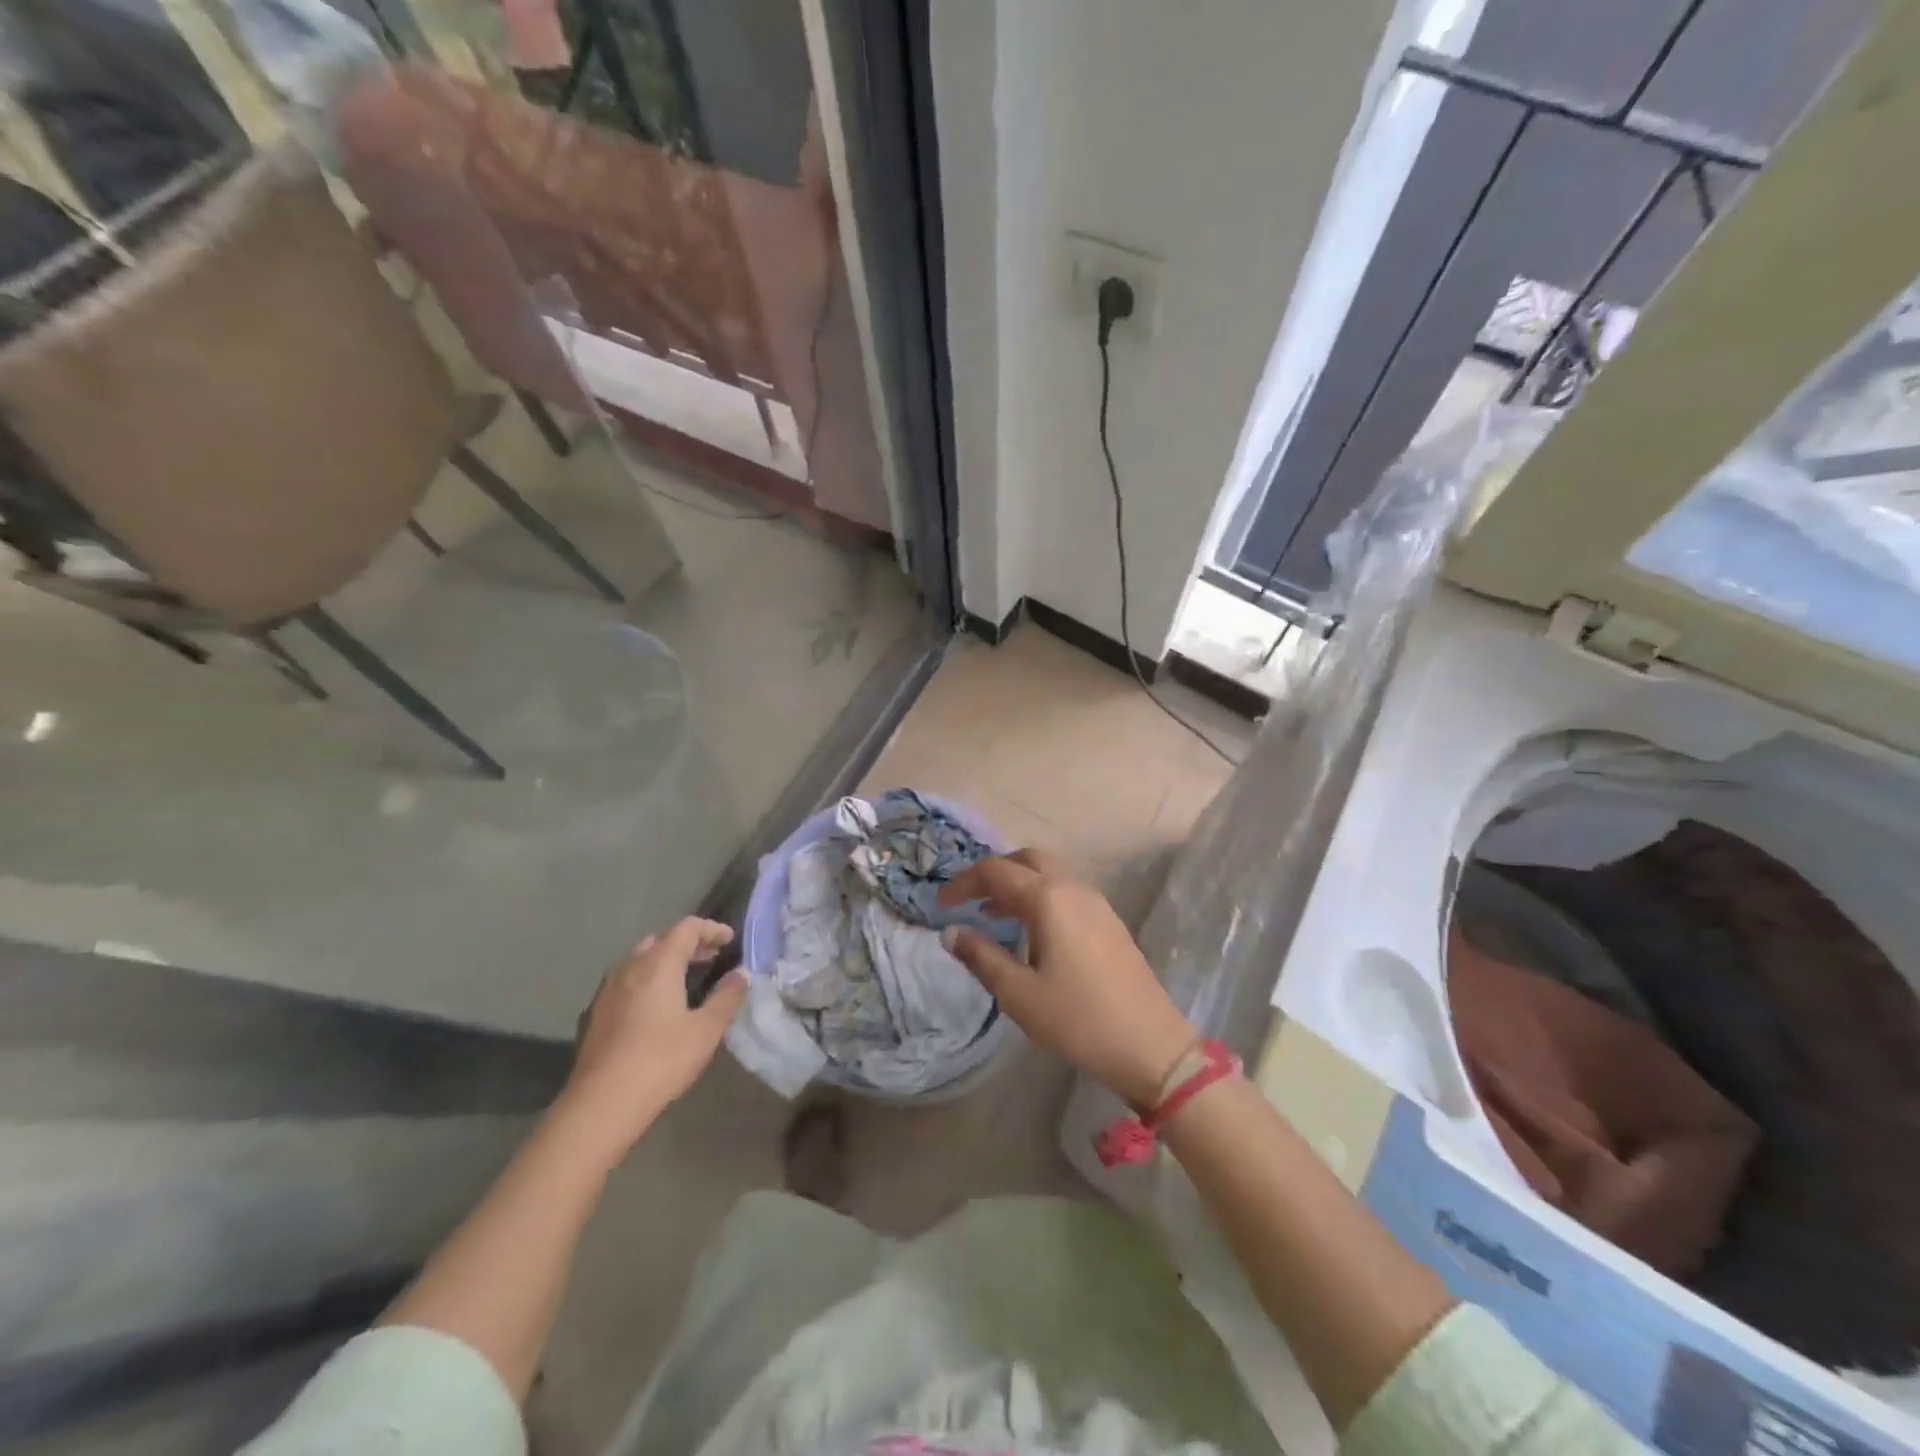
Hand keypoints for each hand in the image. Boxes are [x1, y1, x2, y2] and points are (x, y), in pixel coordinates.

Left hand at [559, 918, 745, 1157]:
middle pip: (662, 941)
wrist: (599, 1105)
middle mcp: (629, 967)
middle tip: (712, 959)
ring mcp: (607, 990)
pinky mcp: (594, 1014)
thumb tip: (742, 973)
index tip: (730, 940)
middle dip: (689, 945)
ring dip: (665, 963)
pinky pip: (626, 984)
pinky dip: (646, 983)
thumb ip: (727, 997)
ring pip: (640, 961)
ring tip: (686, 981)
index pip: (688, 928)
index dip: (712, 929)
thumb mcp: (706, 1030)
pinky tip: (655, 1008)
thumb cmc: (660, 1061)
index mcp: (658, 963)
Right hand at [938, 850, 1195, 1107]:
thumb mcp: (1018, 994)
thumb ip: (981, 957)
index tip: (941, 904)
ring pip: (1049, 873)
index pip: (996, 871)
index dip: (964, 883)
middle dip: (994, 872)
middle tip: (969, 899)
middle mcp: (1073, 888)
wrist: (1151, 1045)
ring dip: (1018, 883)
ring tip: (992, 914)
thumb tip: (951, 931)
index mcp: (1048, 898)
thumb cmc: (1078, 1019)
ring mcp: (1097, 902)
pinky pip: (1066, 891)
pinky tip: (1031, 930)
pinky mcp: (1109, 920)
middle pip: (1026, 859)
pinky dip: (1040, 896)